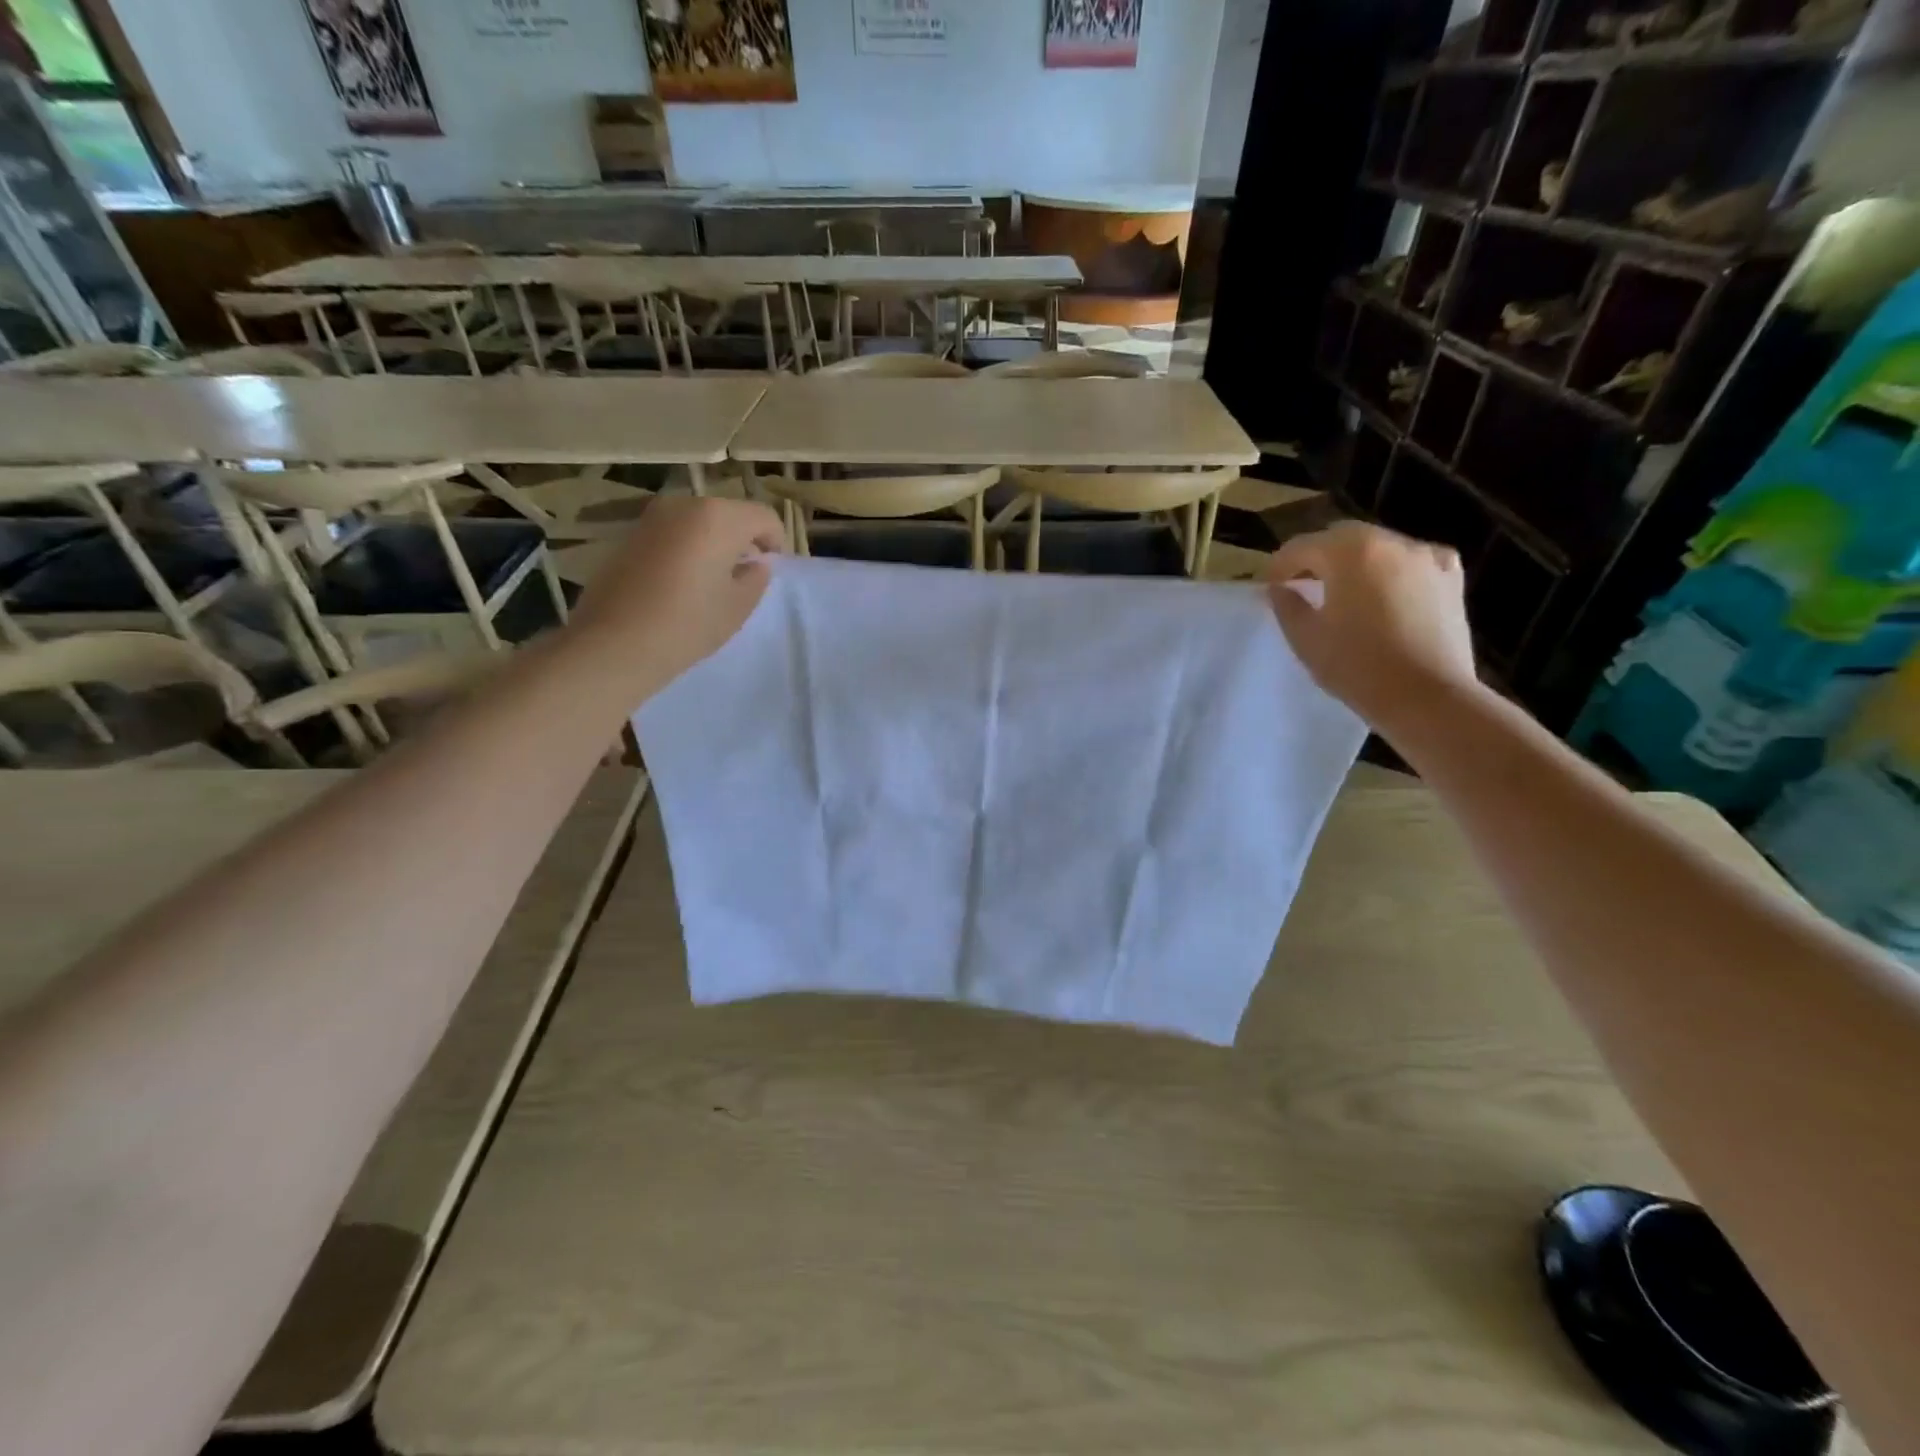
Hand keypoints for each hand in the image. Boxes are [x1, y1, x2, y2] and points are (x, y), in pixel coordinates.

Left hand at [567, 495, 784, 693]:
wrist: (615, 644)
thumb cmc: (688, 624)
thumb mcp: (738, 606)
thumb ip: (756, 578)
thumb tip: (756, 563)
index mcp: (718, 518)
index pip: (763, 517)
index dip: (776, 541)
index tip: (771, 569)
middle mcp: (684, 505)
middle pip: (729, 514)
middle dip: (743, 540)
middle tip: (744, 576)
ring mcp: (652, 517)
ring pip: (698, 522)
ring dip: (713, 544)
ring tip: (711, 581)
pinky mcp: (629, 534)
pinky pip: (673, 534)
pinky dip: (685, 549)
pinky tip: (681, 583)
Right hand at [1266, 521, 1480, 737]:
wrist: (1427, 697)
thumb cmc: (1357, 666)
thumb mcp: (1306, 639)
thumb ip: (1287, 606)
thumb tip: (1280, 588)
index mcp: (1349, 551)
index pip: (1301, 547)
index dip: (1279, 566)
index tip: (1269, 588)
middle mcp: (1390, 542)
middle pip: (1342, 538)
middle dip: (1317, 558)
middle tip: (1302, 585)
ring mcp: (1426, 557)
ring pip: (1379, 547)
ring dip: (1355, 563)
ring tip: (1344, 592)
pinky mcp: (1451, 579)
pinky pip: (1415, 562)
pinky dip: (1395, 570)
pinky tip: (1389, 591)